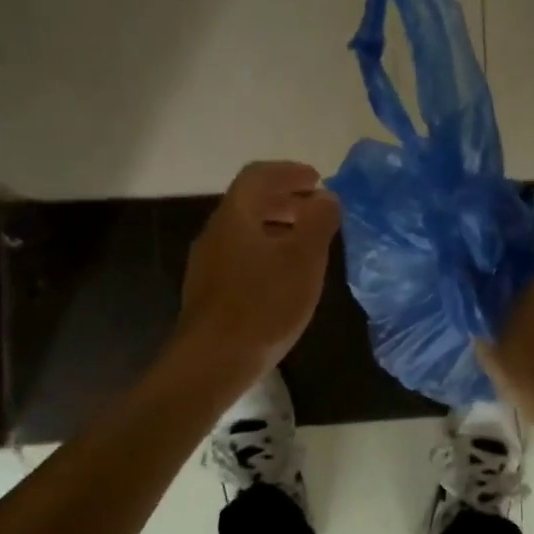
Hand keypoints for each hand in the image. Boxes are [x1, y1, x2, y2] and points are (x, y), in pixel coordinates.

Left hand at [176, 162, 340, 377]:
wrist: (212, 362)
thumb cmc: (263, 305)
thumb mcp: (303, 259)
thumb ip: (318, 222)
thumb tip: (325, 197)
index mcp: (236, 216)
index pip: (259, 175)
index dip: (289, 172)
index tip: (317, 180)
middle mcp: (216, 232)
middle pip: (250, 202)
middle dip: (286, 199)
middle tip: (317, 209)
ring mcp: (208, 263)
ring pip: (245, 230)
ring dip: (277, 226)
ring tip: (307, 242)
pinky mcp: (209, 290)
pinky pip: (241, 254)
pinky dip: (267, 250)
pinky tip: (284, 276)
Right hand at [479, 234, 533, 432]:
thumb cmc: (533, 361)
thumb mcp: (489, 327)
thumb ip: (474, 293)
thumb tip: (461, 269)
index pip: (532, 228)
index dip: (505, 238)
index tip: (482, 249)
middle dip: (522, 261)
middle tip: (489, 272)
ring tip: (506, 296)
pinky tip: (530, 320)